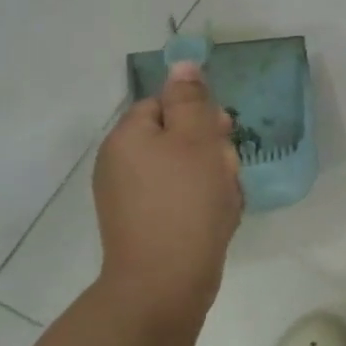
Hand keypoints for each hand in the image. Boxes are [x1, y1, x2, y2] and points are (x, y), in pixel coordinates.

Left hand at [92, 61, 242, 325]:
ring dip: (212, 177)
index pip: (165, 104)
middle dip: (210, 149)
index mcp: (128, 137)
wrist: (165, 282)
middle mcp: (120, 163)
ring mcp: (129, 198)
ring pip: (184, 169)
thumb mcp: (196, 140)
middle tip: (225, 171)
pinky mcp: (143, 225)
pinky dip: (202, 203)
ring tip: (225, 198)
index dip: (199, 115)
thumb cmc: (186, 202)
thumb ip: (191, 99)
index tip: (222, 135)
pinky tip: (217, 218)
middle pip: (176, 136)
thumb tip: (181, 64)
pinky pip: (179, 199)